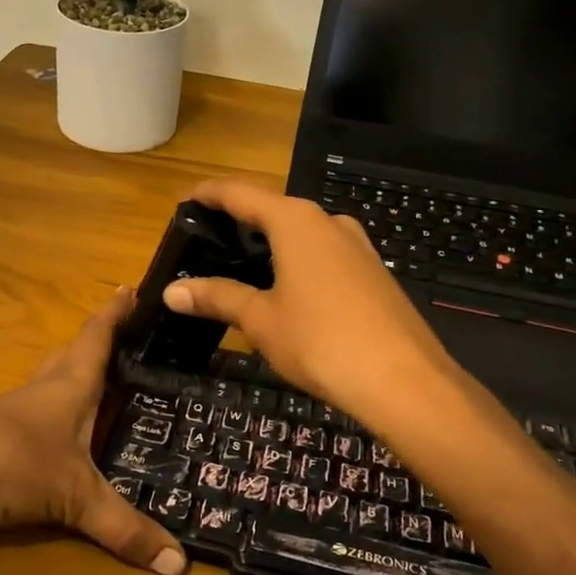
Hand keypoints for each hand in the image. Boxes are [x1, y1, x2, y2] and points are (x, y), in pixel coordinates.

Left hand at [0, 289, 186, 574]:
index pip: (97, 337)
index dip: (116, 313)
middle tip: (124, 338)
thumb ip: (125, 529)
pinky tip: (55, 433)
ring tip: (98, 383)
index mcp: (69, 386)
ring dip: (72, 375)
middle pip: (71, 353)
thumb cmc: (11, 465)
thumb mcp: (75, 499)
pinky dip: (51, 411)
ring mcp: (11, 409)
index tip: (132, 288)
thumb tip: (179, 563)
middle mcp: (41, 389)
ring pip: (49, 380)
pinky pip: (31, 412)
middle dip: (97, 341)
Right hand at [161, 179, 464, 430]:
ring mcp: (357, 245)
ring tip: (243, 269)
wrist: (404, 380)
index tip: (185, 202)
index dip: (209, 195)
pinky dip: (298, 262)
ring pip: (303, 234)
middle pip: (273, 210)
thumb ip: (217, 297)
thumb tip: (171, 292)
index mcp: (295, 221)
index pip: (240, 193)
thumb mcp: (260, 319)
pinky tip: (289, 292)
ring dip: (272, 244)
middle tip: (208, 245)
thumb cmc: (320, 341)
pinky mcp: (374, 271)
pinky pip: (325, 255)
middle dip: (240, 223)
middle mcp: (328, 222)